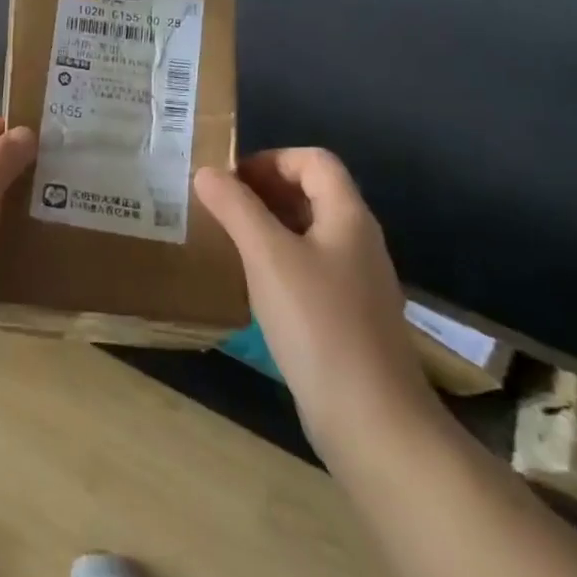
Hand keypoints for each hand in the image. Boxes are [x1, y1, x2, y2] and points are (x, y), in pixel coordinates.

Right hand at [194, 149, 433, 451]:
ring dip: (266, 226)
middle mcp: (357, 241)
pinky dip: (276, 261)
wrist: (370, 417)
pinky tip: (249, 283)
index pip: (314, 161)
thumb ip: (236, 208)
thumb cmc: (317, 322)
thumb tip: (206, 172)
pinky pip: (307, 269)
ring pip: (307, 233)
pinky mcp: (345, 315)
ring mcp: (354, 281)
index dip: (271, 159)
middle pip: (312, 193)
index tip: (229, 180)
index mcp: (348, 217)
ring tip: (225, 239)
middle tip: (218, 206)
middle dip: (263, 191)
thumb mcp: (268, 256)